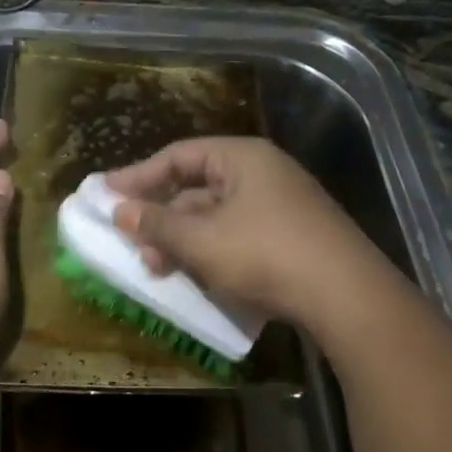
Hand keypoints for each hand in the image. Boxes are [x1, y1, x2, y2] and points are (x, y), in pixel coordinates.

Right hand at [106, 136, 380, 328]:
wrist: (345, 296)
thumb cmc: (264, 253)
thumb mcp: (201, 240)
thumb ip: (157, 223)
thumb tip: (120, 211)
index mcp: (243, 158)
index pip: (179, 155)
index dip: (139, 174)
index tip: (106, 193)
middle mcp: (263, 173)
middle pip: (198, 186)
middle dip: (161, 215)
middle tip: (132, 240)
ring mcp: (282, 206)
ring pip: (217, 216)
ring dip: (183, 240)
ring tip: (157, 269)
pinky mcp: (292, 238)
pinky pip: (238, 235)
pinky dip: (211, 252)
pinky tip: (196, 277)